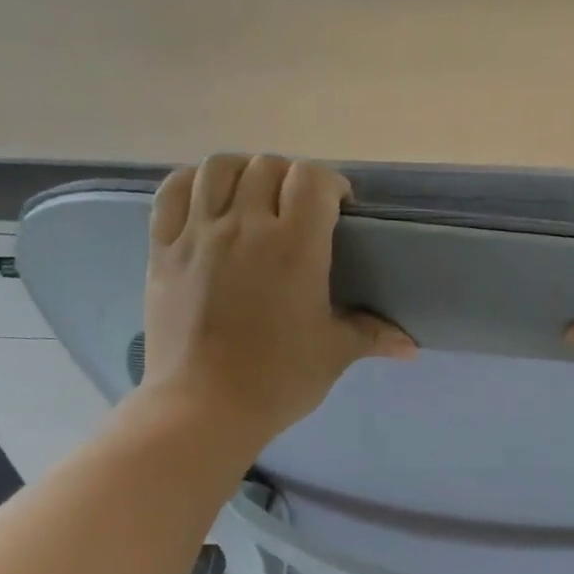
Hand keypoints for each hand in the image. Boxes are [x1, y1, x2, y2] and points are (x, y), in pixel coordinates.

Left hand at [130, 154, 415, 452]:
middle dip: (290, 179)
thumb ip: (372, 336)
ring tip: (253, 196)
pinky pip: (173, 192)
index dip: (330, 184)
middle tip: (299, 210)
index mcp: (294, 247)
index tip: (338, 207)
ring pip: (219, 168)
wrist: (205, 407)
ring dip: (244, 172)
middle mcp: (245, 226)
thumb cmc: (277, 380)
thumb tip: (410, 346)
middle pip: (268, 167)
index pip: (312, 180)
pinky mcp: (163, 249)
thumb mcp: (333, 355)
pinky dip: (193, 183)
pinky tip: (207, 199)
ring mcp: (198, 233)